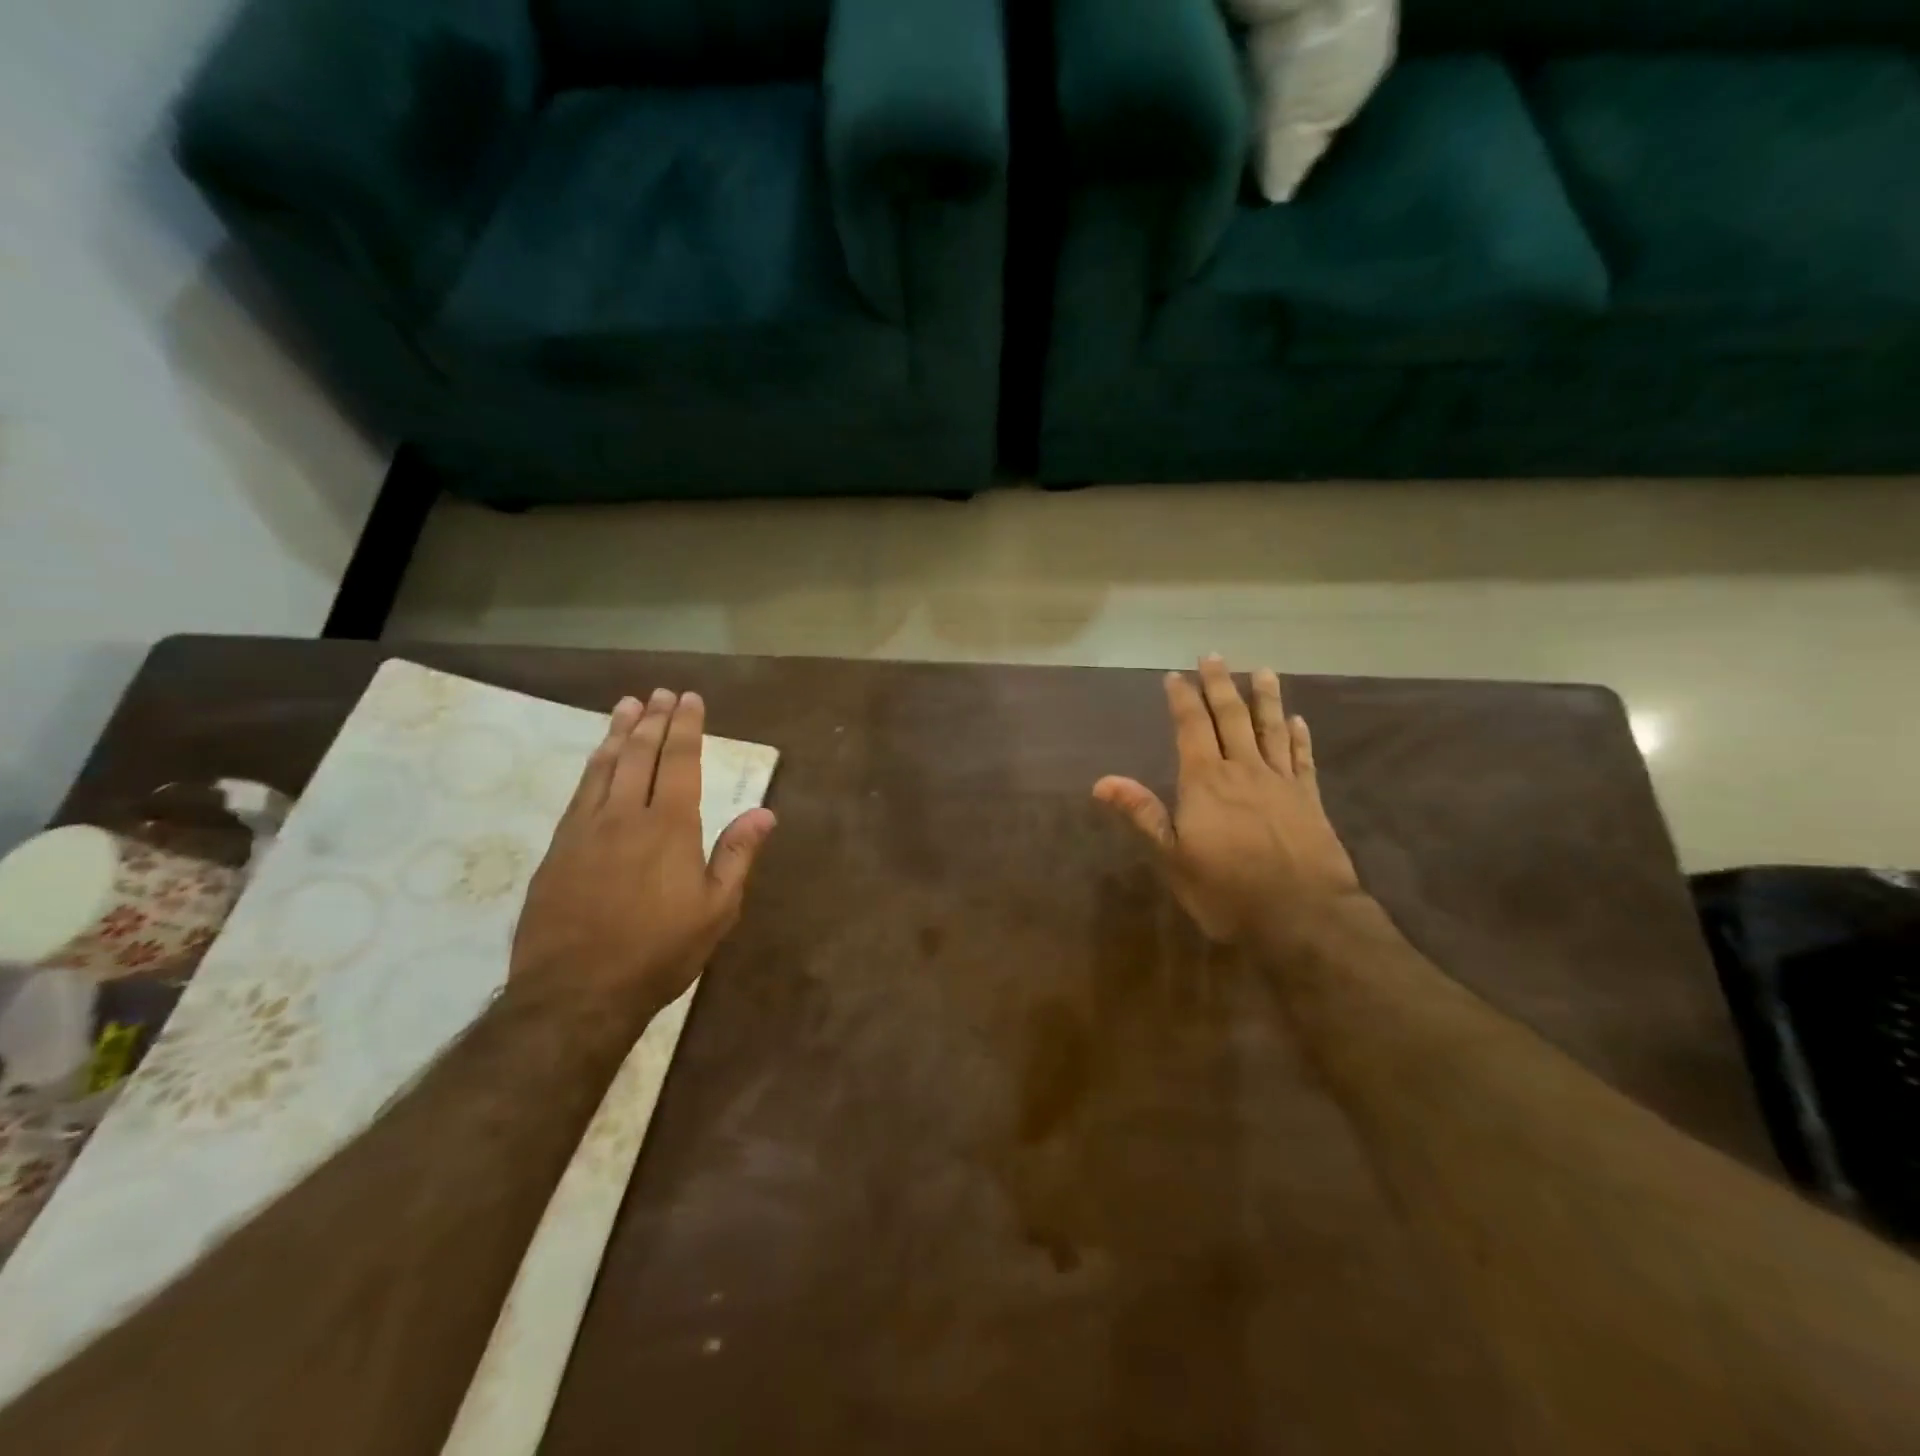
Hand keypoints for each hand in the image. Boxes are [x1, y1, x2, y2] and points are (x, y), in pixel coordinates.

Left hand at [510, 689, 776, 1030]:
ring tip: (627, 706)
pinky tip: (596, 758)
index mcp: (669, 827)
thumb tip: (764, 811)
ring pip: (603, 767)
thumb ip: (737, 855)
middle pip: (639, 754)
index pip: (679, 761)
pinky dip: (592, 765)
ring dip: (618, 733)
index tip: (689, 698)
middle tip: (660, 693)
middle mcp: (625, 815)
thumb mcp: (716, 910)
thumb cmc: (659, 952)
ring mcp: (585, 829)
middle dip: (653, 720)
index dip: (685, 727)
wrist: (576, 992)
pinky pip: (579, 792)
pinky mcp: (558, 849)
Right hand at [1094, 656, 1361, 945]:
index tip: (1175, 675)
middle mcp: (1243, 770)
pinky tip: (1298, 721)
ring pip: (1271, 729)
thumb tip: (1101, 781)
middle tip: (1214, 656)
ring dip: (1265, 698)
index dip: (1182, 700)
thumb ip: (1142, 814)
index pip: (1192, 728)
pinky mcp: (1309, 799)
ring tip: (1263, 670)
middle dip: (1220, 685)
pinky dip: (1299, 737)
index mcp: (1206, 781)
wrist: (1303, 917)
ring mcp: (1281, 782)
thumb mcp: (1173, 859)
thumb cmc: (1227, 890)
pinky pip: (1303, 759)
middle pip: (1232, 717)